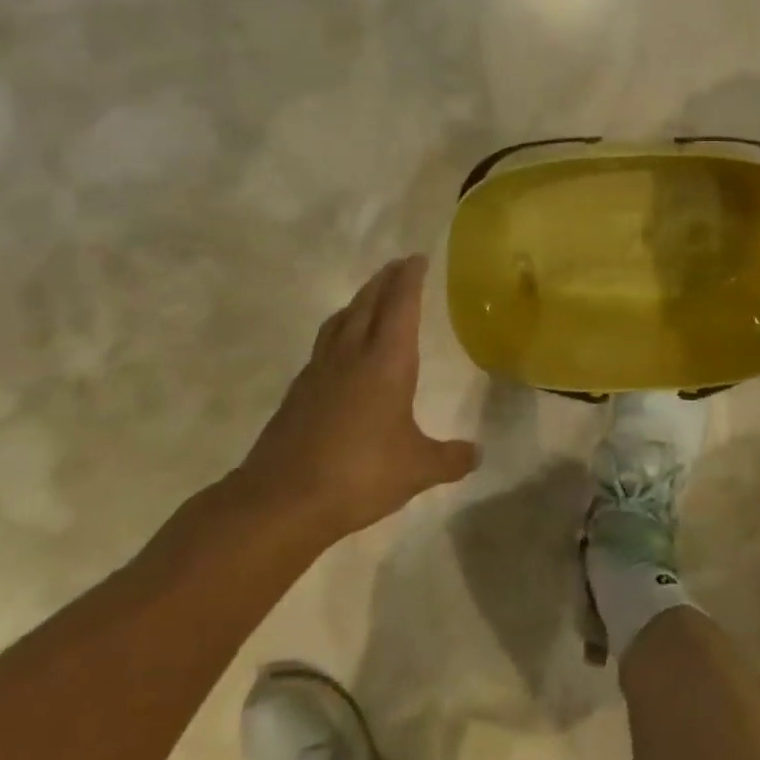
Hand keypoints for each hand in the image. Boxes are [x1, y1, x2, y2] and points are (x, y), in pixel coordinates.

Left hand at [237, 256, 478, 546]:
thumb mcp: (417, 469)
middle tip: (398, 265)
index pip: (401, 306)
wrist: (280, 501)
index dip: (410, 279)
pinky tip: (340, 349)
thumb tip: (478, 454)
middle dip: (385, 280)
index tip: (417, 258)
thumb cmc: (360, 474)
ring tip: (369, 297)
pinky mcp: (298, 394)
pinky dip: (337, 332)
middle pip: (368, 304)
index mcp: (386, 361)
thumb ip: (449, 458)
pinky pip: (323, 346)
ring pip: (340, 321)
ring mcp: (319, 372)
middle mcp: (352, 356)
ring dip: (358, 301)